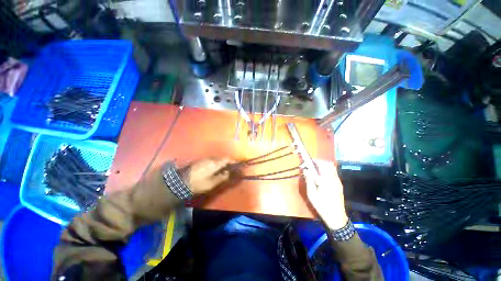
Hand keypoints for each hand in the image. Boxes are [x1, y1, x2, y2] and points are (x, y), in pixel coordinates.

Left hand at [181, 158, 233, 194]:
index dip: (233, 161)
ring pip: (217, 159)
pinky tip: (215, 169)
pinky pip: (212, 160)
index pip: (227, 159)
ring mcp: (205, 159)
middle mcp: (211, 159)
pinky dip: (216, 163)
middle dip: (227, 162)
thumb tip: (228, 173)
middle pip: (222, 158)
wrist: (181, 181)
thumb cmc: (199, 183)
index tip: (237, 165)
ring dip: (221, 162)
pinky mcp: (201, 161)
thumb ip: (221, 177)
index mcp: (215, 163)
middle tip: (231, 168)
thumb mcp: (212, 183)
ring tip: (224, 169)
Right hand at [303, 159, 347, 229]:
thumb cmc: (322, 205)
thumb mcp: (311, 194)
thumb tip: (306, 170)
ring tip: (316, 170)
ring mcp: (338, 181)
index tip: (308, 161)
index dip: (315, 161)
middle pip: (329, 164)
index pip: (322, 164)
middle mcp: (334, 178)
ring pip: (332, 168)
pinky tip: (322, 177)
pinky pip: (333, 173)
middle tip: (312, 165)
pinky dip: (327, 171)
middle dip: (320, 162)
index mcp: (326, 180)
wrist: (336, 217)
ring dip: (324, 166)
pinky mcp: (339, 185)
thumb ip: (309, 180)